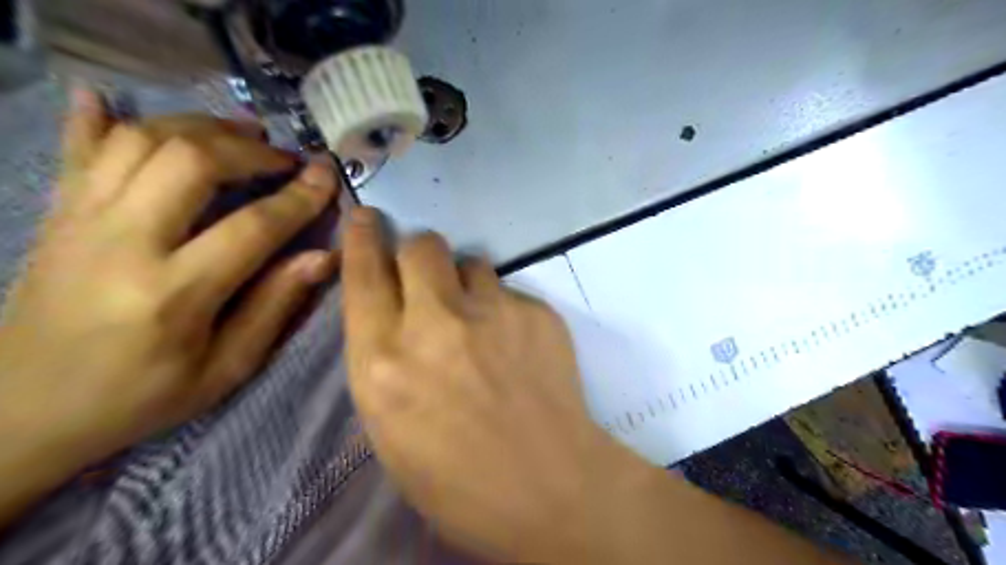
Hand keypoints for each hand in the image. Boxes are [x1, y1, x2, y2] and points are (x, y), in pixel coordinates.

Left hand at [0, 88, 339, 524]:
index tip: (328, 176)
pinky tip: (110, 98)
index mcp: (174, 294)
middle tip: (286, 159)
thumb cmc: (141, 396)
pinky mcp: (57, 215)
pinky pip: (77, 150)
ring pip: (141, 141)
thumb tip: (324, 257)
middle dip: (250, 150)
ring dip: (200, 127)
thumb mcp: (226, 367)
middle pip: (190, 162)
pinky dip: (97, 118)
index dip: (299, 198)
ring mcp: (80, 221)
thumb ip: (275, 306)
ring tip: (242, 135)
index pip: (252, 227)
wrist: (23, 410)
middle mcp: (122, 243)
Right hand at [339, 210, 652, 562]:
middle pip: (421, 246)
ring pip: (471, 261)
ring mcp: (492, 312)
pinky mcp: (537, 312)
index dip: (362, 238)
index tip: (367, 218)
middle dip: (419, 253)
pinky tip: (517, 346)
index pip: (364, 274)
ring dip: (467, 281)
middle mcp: (434, 323)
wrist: (546, 486)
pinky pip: (511, 291)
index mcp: (384, 362)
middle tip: (429, 275)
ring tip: (480, 319)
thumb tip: (394, 313)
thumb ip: (385, 359)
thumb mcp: (391, 426)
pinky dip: (505, 309)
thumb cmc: (456, 478)